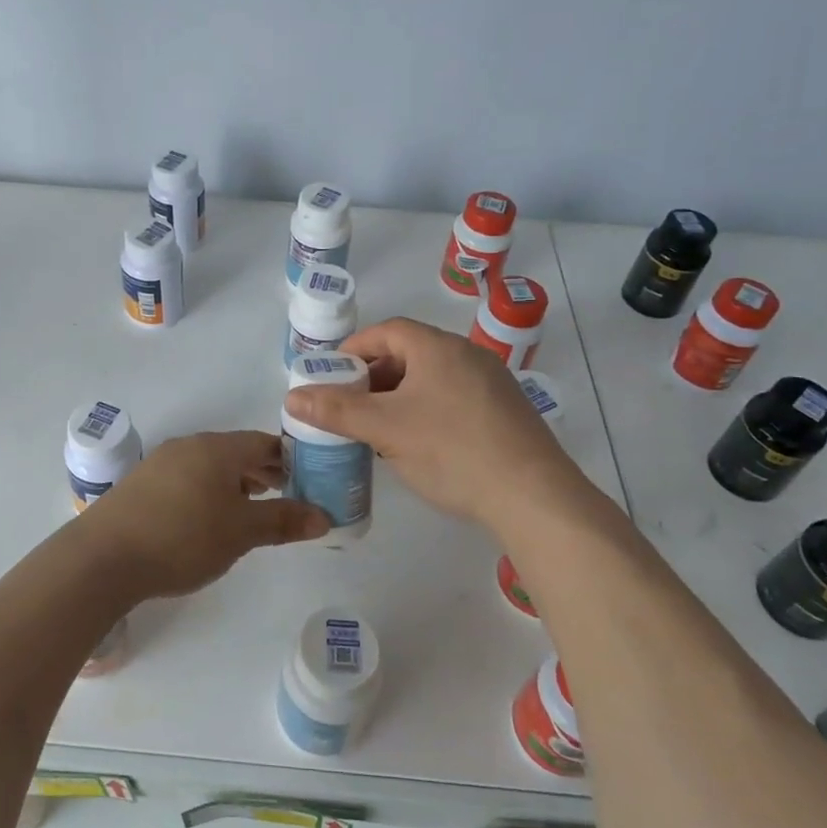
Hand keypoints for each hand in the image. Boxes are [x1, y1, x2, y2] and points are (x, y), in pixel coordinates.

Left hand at [79, 431, 330, 598]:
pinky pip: (188, 477)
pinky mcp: (142, 483)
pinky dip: (208, 490)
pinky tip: (207, 518)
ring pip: (211, 464)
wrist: (103, 557)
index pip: (265, 442)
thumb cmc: (183, 538)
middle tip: (287, 495)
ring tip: (251, 508)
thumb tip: (324, 516)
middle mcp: (190, 445)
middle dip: (264, 471)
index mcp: (218, 448)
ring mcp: (162, 462)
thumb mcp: (241, 532)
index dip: (290, 459)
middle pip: (237, 451)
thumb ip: (283, 521)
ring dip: (235, 481)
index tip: (310, 479)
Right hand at [283, 317, 582, 528]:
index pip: (387, 331)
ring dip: (399, 396)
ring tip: (378, 428)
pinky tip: (419, 443)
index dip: (354, 349)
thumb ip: (337, 411)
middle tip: (349, 405)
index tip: (331, 375)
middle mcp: (467, 355)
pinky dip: (426, 410)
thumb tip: (292, 397)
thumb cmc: (452, 451)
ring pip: (432, 379)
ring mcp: (492, 383)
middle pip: (409, 353)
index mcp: (438, 348)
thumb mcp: (385, 430)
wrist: (534, 496)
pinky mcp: (505, 412)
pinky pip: (453, 398)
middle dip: (374, 376)